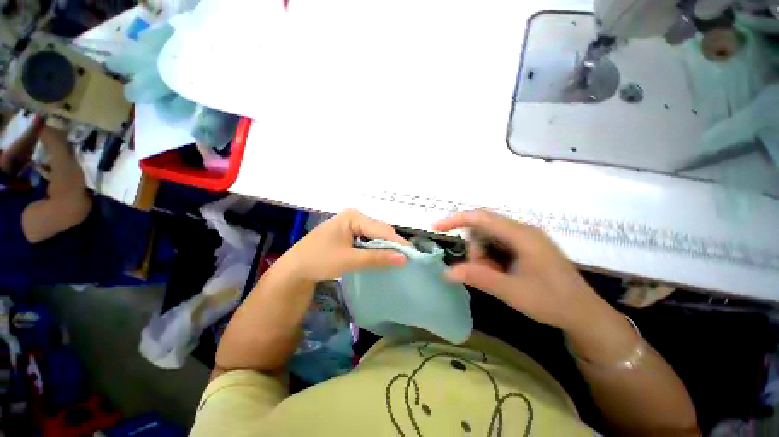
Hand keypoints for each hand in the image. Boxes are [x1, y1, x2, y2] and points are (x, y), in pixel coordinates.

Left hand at [283, 209, 408, 282]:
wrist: (295, 269)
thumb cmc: (319, 260)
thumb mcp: (349, 260)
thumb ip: (376, 258)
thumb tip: (404, 259)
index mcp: (353, 216)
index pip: (381, 228)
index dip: (397, 242)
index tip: (412, 255)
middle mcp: (354, 216)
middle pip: (379, 230)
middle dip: (392, 244)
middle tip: (405, 260)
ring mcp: (352, 224)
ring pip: (375, 235)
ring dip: (385, 247)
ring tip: (397, 259)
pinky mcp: (349, 233)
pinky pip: (368, 239)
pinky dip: (376, 248)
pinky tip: (381, 257)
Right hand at [433, 209, 613, 333]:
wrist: (584, 314)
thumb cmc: (552, 302)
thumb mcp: (512, 291)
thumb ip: (479, 278)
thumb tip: (447, 272)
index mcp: (521, 235)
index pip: (481, 217)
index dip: (456, 219)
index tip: (436, 227)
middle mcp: (522, 230)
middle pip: (483, 228)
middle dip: (474, 248)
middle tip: (480, 271)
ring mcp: (525, 238)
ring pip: (489, 237)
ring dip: (483, 255)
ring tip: (495, 277)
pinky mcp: (525, 247)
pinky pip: (498, 245)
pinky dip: (491, 258)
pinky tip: (501, 274)